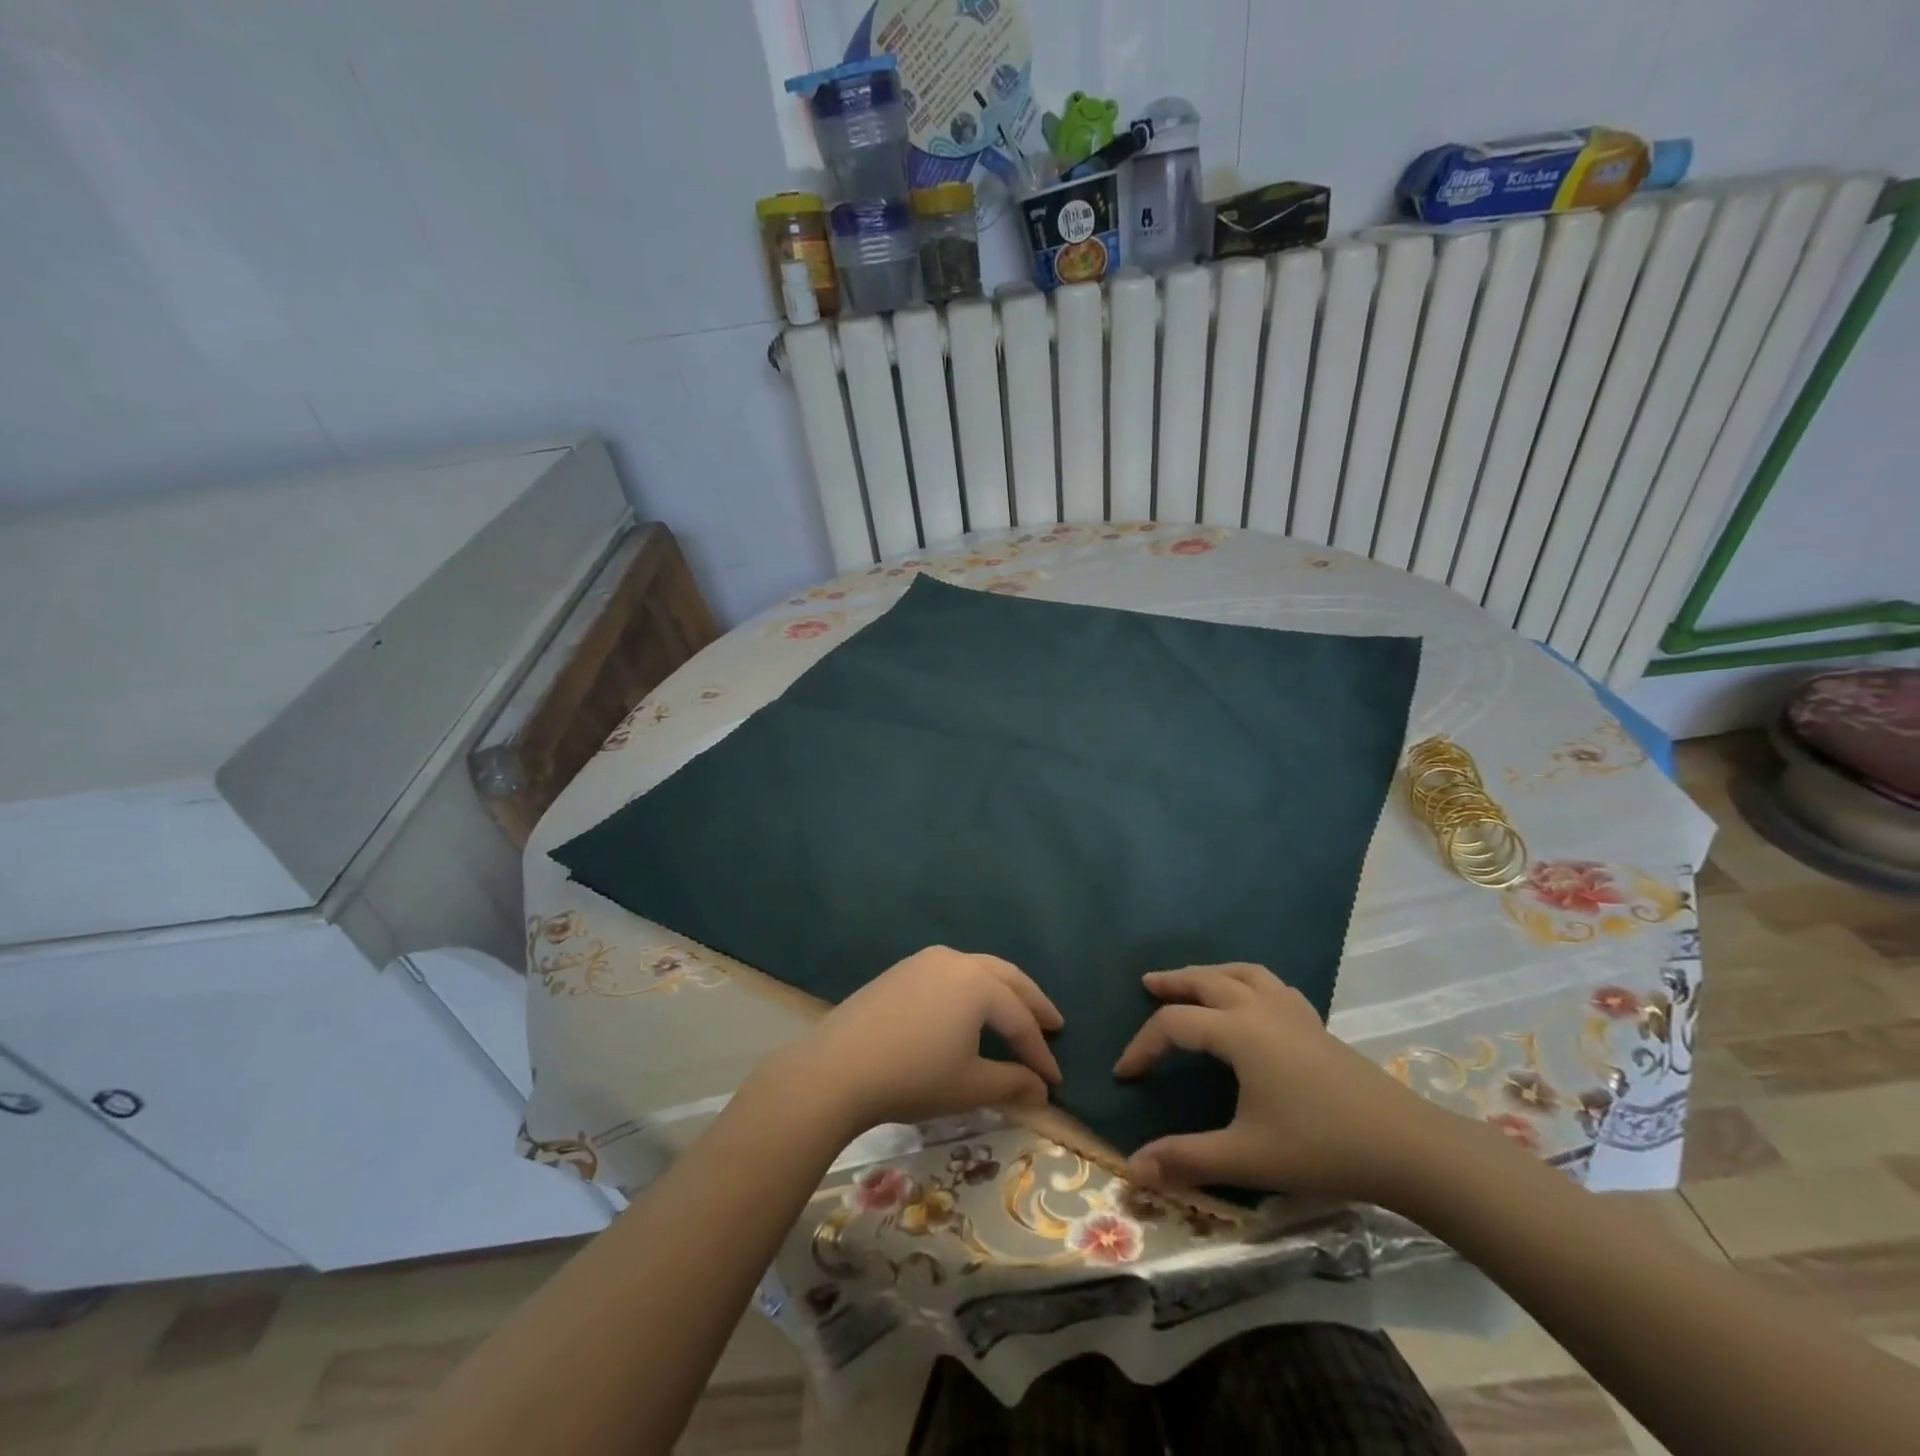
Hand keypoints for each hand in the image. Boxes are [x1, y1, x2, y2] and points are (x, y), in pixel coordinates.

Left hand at [761, 947, 1062, 1136]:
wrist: (838, 1068)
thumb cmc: (913, 1077)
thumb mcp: (969, 1087)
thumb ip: (1012, 1084)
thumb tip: (1042, 1090)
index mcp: (978, 984)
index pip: (1020, 1020)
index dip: (1040, 1052)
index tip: (1056, 1080)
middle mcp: (956, 961)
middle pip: (1006, 978)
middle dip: (1032, 1002)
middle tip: (1054, 1023)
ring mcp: (924, 961)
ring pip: (978, 969)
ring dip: (1003, 990)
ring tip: (1017, 1013)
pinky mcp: (901, 970)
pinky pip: (950, 973)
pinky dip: (972, 988)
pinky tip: (970, 1007)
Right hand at [1113, 963, 1455, 1206]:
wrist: (1408, 1147)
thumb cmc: (1321, 1147)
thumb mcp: (1247, 1157)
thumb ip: (1188, 1159)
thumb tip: (1133, 1168)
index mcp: (1238, 1032)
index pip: (1174, 1025)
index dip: (1143, 1046)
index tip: (1124, 1074)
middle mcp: (1261, 1010)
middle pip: (1206, 981)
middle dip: (1173, 982)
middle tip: (1147, 983)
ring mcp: (1293, 1012)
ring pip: (1243, 973)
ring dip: (1211, 973)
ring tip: (1194, 981)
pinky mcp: (1317, 1024)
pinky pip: (1274, 986)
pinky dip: (1250, 982)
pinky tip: (1253, 1000)